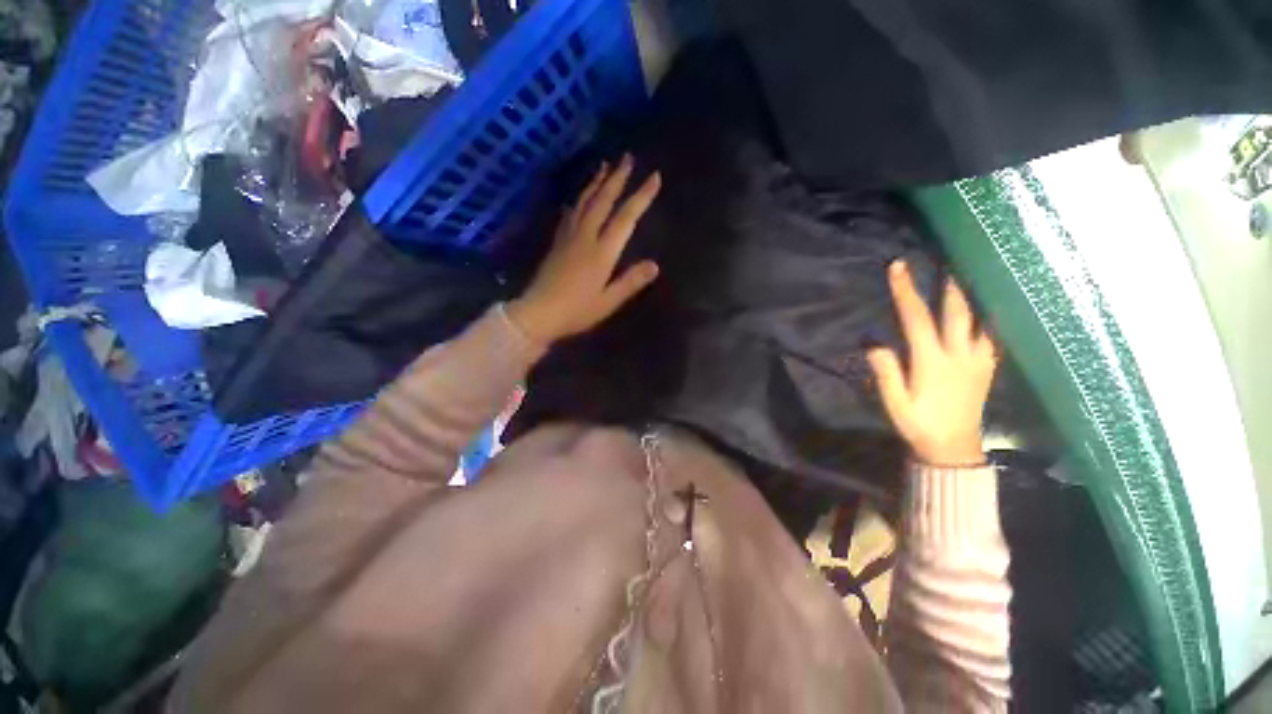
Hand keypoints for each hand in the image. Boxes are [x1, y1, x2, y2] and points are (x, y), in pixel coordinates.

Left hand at [507, 155, 660, 344]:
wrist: (538, 313)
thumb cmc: (577, 311)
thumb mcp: (608, 302)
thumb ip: (630, 282)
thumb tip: (655, 265)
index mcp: (602, 252)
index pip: (626, 218)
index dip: (641, 197)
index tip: (654, 177)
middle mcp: (586, 237)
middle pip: (603, 201)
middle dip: (617, 178)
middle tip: (627, 157)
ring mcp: (569, 237)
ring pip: (585, 202)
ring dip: (597, 182)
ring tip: (606, 165)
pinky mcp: (557, 242)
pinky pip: (570, 213)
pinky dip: (579, 199)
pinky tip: (580, 195)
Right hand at [867, 260, 996, 465]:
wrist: (954, 448)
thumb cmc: (919, 425)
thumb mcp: (895, 403)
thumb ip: (886, 373)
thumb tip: (874, 344)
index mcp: (932, 362)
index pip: (916, 319)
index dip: (906, 292)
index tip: (898, 268)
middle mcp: (959, 355)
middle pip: (957, 311)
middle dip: (949, 282)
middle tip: (948, 256)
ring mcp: (978, 360)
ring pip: (980, 318)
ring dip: (973, 293)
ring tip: (969, 273)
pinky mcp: (987, 367)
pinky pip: (992, 334)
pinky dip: (990, 314)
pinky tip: (988, 305)